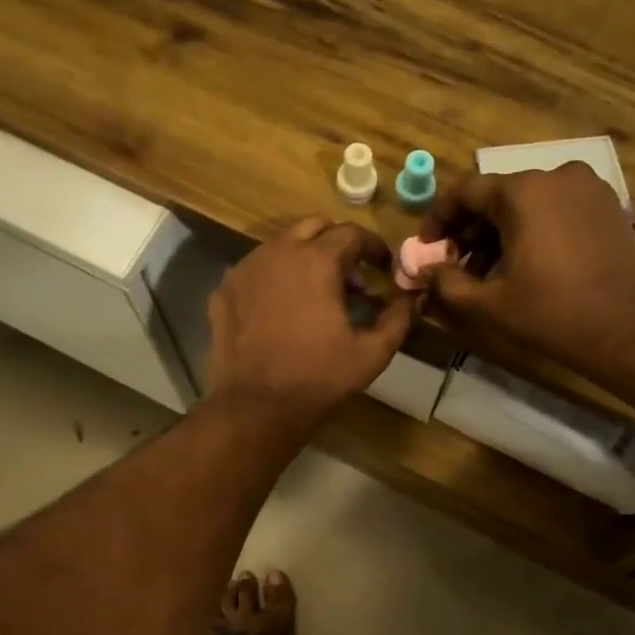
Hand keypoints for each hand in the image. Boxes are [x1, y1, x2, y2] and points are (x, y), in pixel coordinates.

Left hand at [205, 217, 412, 432]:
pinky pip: (255, 271)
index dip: (373, 247)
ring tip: (316, 296)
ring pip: (280, 246)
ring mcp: (245, 269)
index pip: (352, 234)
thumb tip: (411, 299)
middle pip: (313, 227)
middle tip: (350, 279)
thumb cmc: (318, 379)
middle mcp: (277, 252)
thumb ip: (397, 319)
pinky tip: (281, 311)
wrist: (255, 407)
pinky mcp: (224, 291)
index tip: (383, 266)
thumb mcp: (372, 354)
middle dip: (337, 245)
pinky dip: (274, 280)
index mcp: (316, 260)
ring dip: (304, 259)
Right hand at [418, 162, 634, 382]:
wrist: (628, 330)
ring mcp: (588, 189)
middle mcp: (556, 176)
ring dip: (501, 233)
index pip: (466, 192)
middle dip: (470, 230)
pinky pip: (556, 210)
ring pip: (528, 204)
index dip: (439, 219)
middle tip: (454, 265)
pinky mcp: (608, 207)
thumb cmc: (551, 314)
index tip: (426, 247)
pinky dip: (533, 231)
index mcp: (523, 192)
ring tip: (489, 273)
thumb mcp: (488, 304)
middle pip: (498, 196)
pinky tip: (526, 265)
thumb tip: (423, 271)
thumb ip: (446, 282)